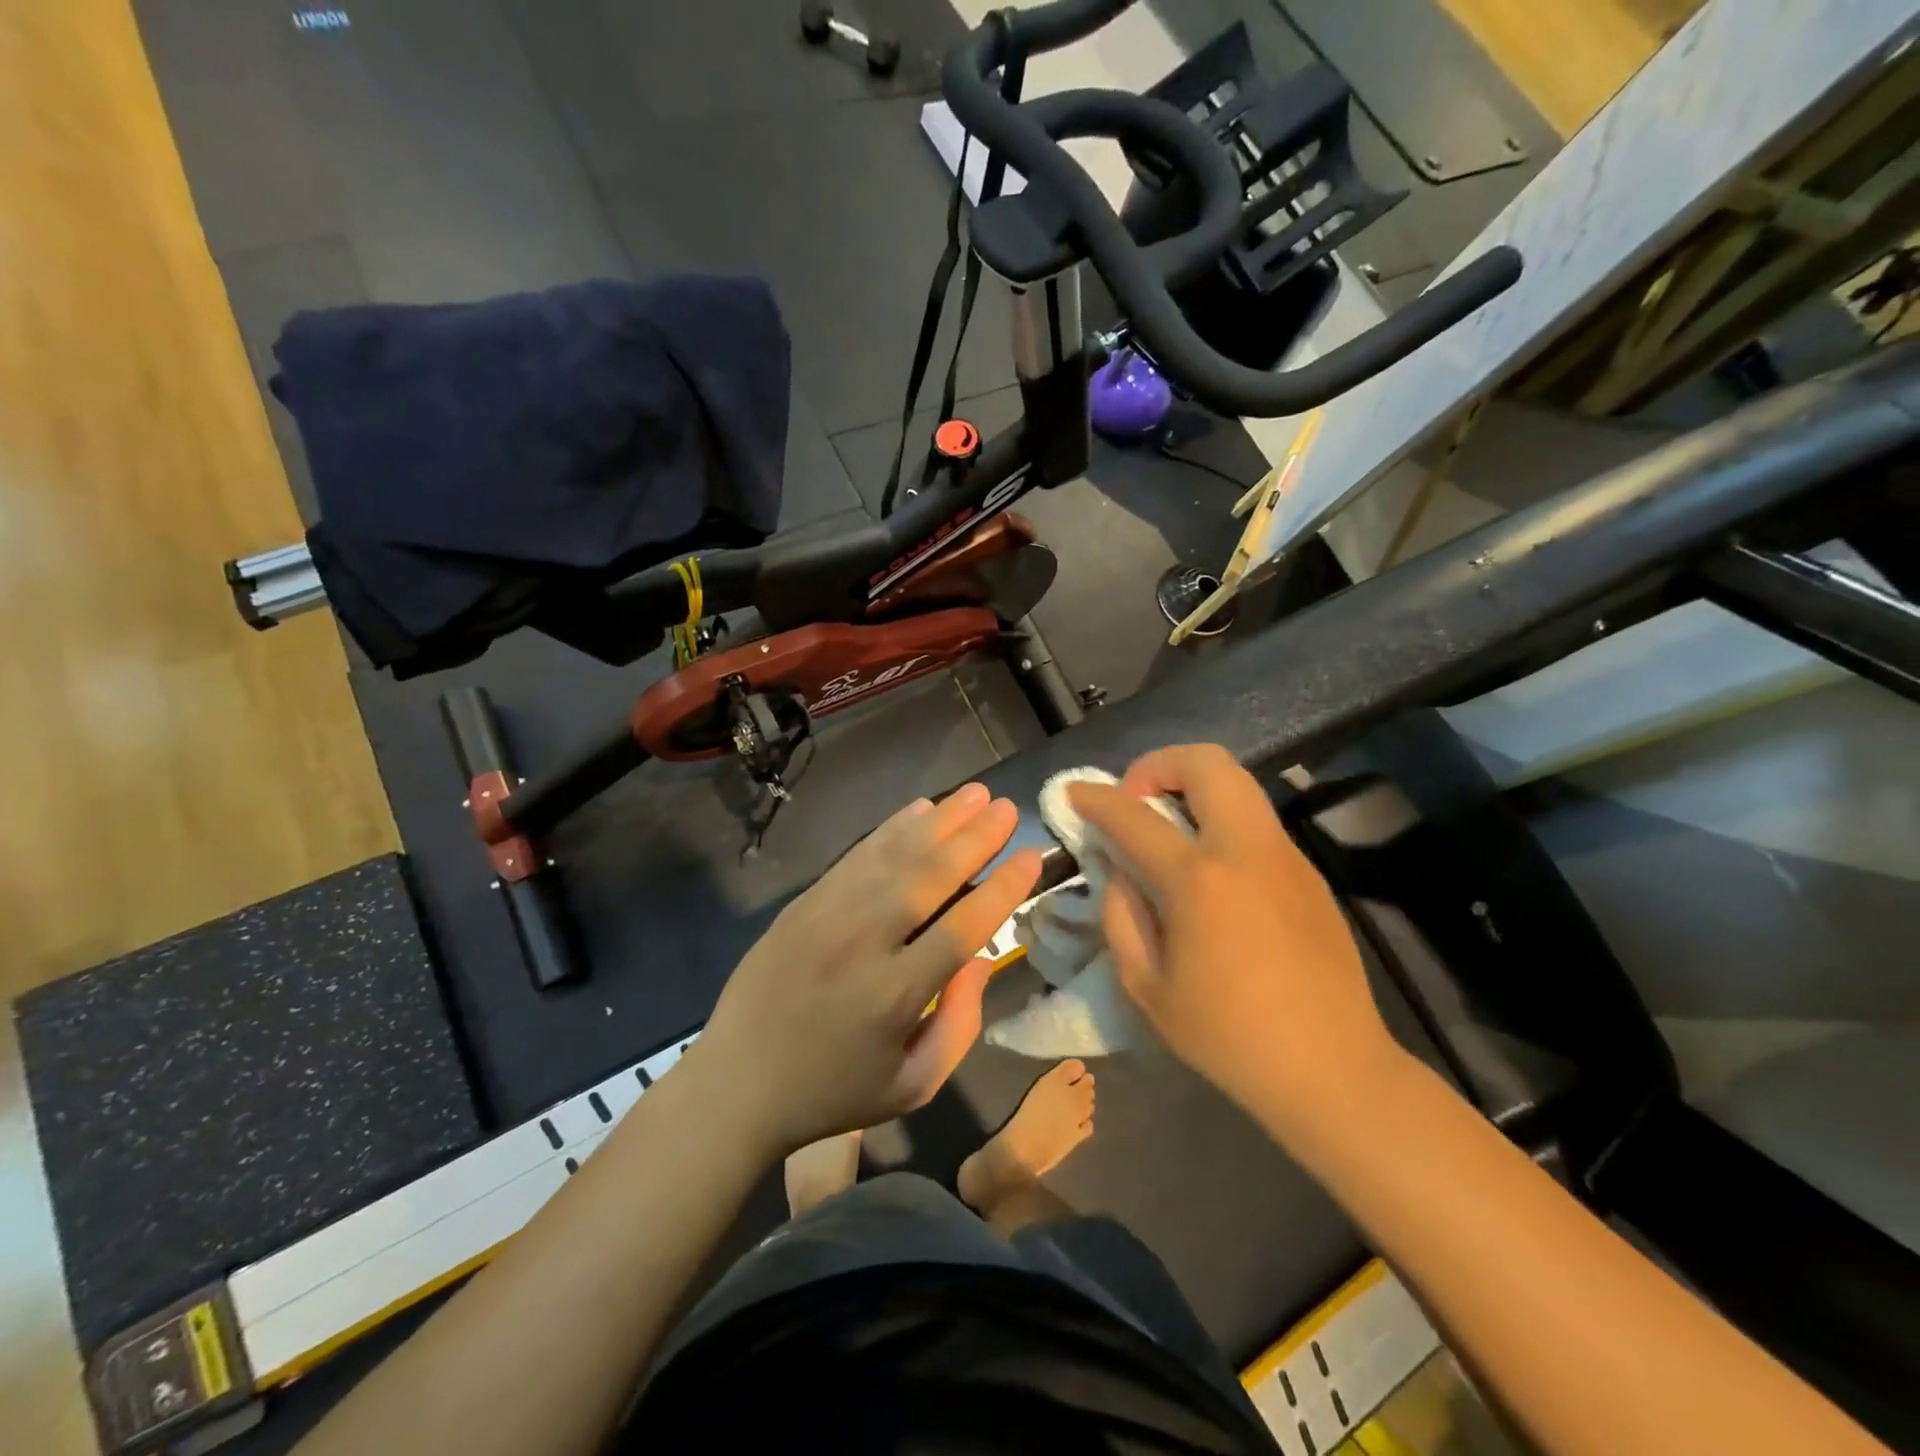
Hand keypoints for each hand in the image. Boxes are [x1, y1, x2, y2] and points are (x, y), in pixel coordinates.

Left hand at [694, 784, 1042, 1157]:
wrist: (736, 1084)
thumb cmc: (832, 1094)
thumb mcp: (911, 1086)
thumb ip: (959, 1026)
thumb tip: (980, 960)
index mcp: (895, 995)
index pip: (962, 928)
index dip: (1002, 889)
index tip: (1031, 857)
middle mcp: (863, 943)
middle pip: (929, 877)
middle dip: (974, 838)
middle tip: (1007, 808)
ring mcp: (827, 916)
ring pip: (893, 856)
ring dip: (939, 821)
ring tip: (975, 794)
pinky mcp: (803, 903)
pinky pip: (856, 856)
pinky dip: (891, 829)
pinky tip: (920, 810)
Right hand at [1071, 745, 1409, 1146]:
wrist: (1332, 1069)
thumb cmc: (1228, 1036)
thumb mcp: (1146, 986)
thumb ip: (1120, 915)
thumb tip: (1120, 869)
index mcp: (1198, 881)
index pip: (1133, 815)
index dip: (1096, 797)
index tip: (1075, 792)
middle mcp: (1245, 850)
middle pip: (1205, 762)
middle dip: (1158, 764)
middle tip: (1137, 801)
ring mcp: (1285, 856)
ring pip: (1238, 783)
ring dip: (1193, 787)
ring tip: (1169, 829)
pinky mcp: (1308, 872)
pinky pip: (1255, 821)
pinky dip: (1221, 819)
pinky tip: (1211, 869)